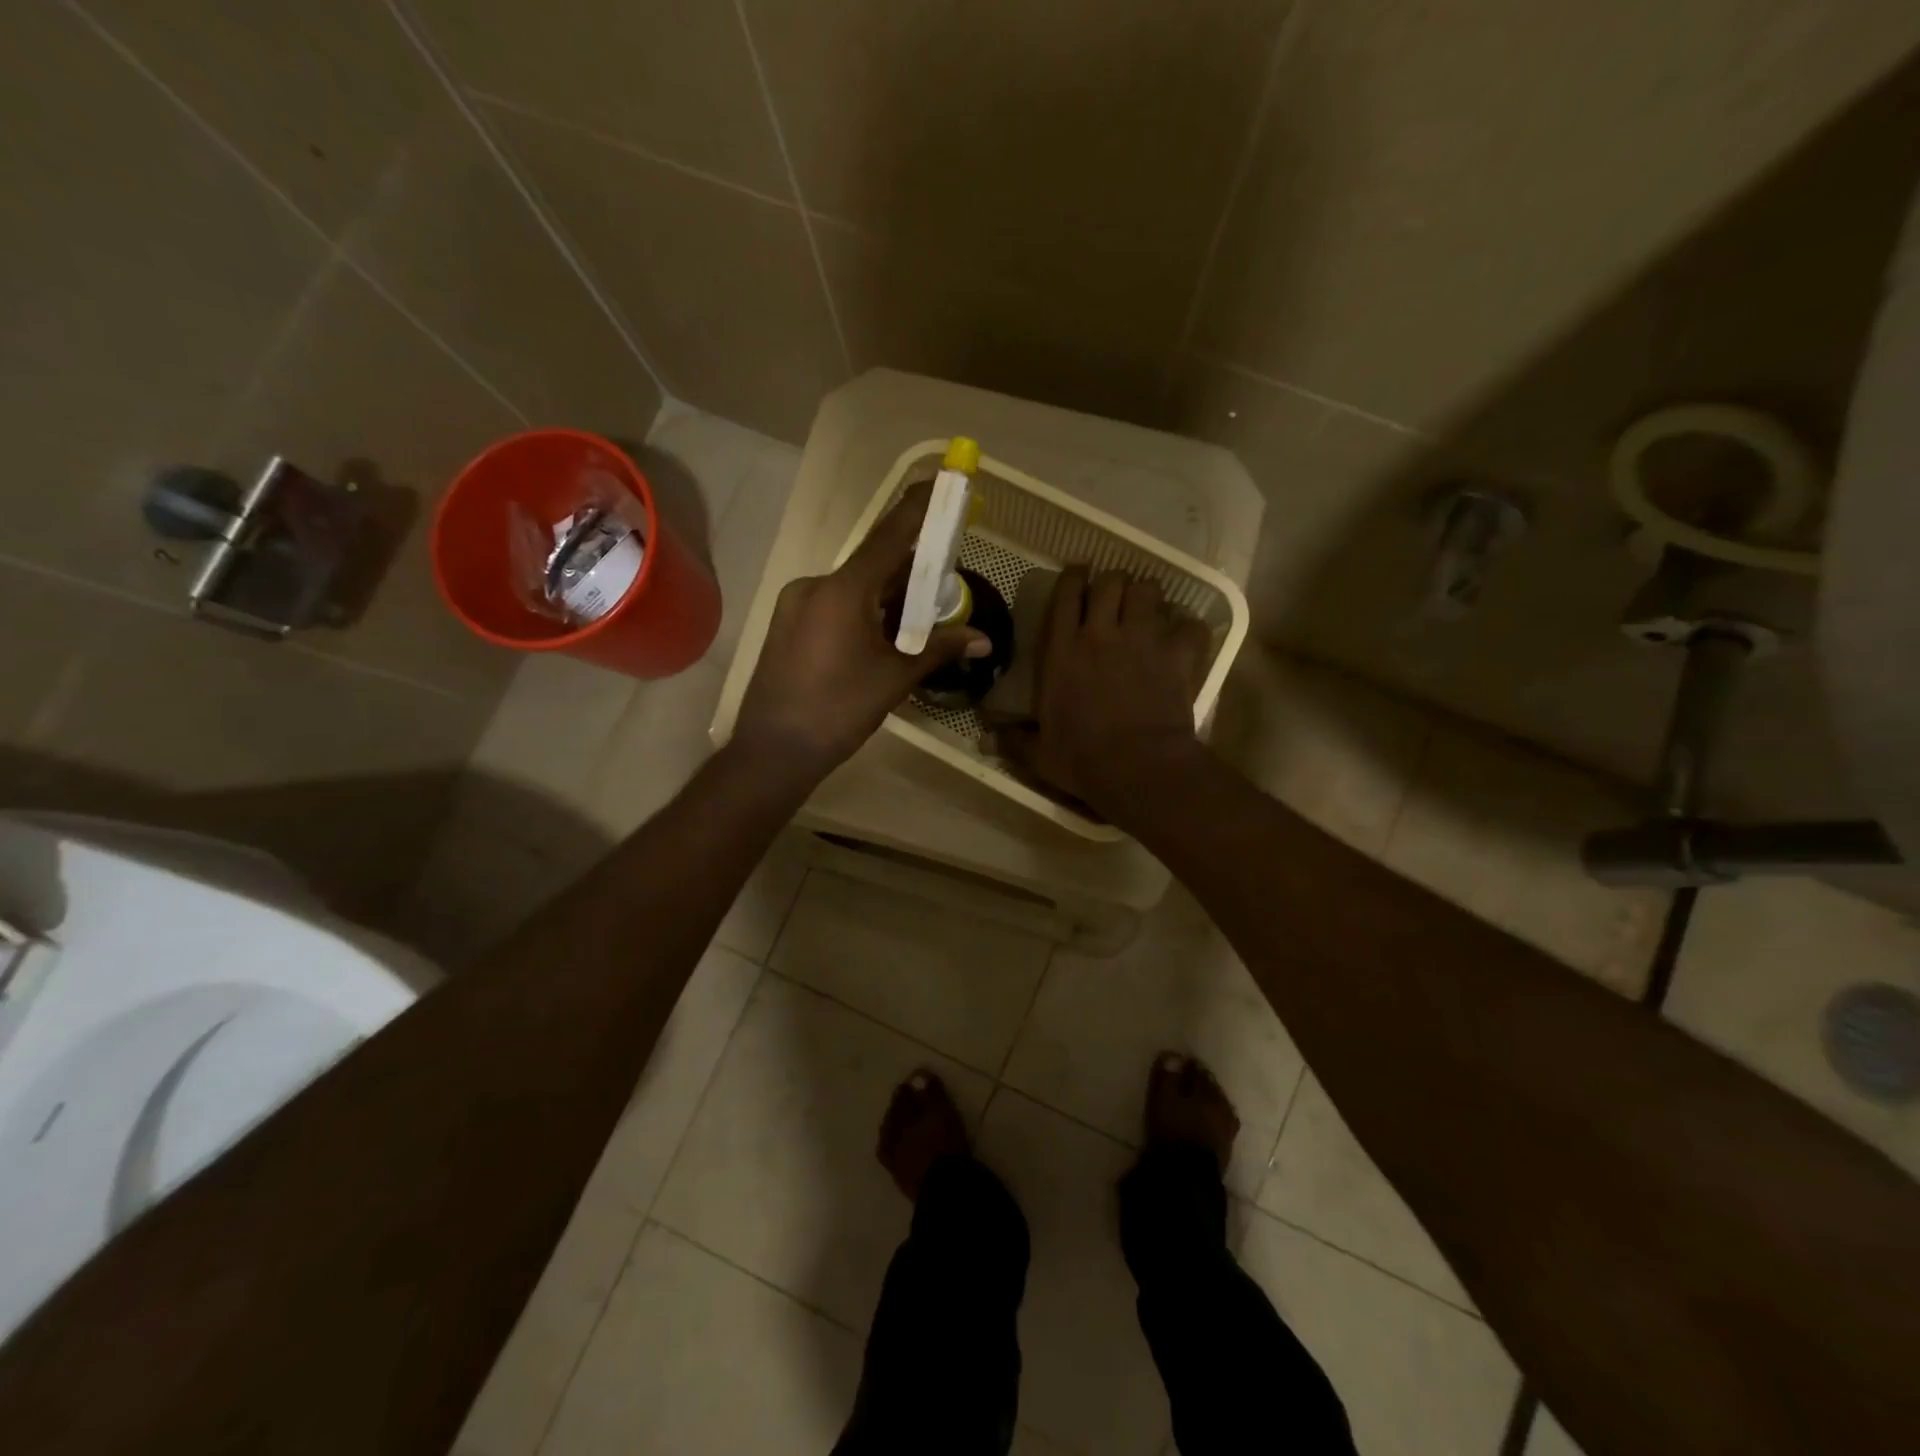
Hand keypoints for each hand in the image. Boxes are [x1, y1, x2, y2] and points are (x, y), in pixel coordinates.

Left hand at [734, 481, 987, 780]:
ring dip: (887, 596)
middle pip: (873, 565)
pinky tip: (882, 635)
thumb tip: (983, 639)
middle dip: (910, 569)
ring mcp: (796, 604)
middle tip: (944, 577)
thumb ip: (939, 649)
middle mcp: (815, 585)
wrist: (774, 751)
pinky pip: (834, 605)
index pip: (889, 536)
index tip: (942, 481)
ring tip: (918, 616)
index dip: (919, 508)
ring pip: (853, 588)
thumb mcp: (895, 678)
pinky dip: (863, 611)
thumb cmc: (839, 711)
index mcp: (842, 590)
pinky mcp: (787, 625)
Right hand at [1000, 568, 1212, 820]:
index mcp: (1063, 651)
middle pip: (1111, 582)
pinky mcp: (1177, 655)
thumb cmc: (1083, 760)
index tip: (1077, 574)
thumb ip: (1014, 741)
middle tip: (1113, 596)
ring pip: (1148, 591)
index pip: (1067, 594)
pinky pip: (1189, 624)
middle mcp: (1102, 634)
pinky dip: (1187, 627)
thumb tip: (984, 740)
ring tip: (1145, 607)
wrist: (1140, 768)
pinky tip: (1183, 637)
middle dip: (1112, 583)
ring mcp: (1143, 640)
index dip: (1073, 576)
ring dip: (1146, 595)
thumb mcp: (1039, 754)